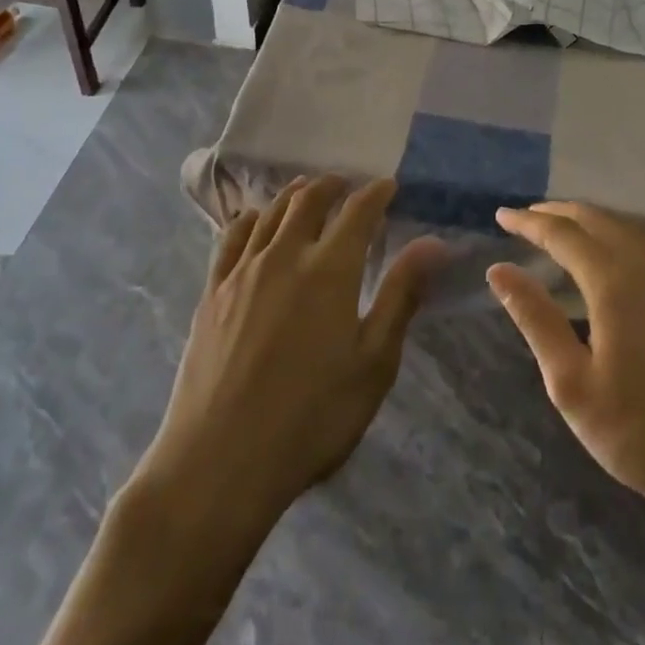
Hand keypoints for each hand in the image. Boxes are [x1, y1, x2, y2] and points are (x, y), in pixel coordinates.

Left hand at [140, 176, 441, 531]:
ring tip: (306, 191)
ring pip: (270, 213)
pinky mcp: (212, 291)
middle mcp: (285, 255)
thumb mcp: (373, 363)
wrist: (220, 461)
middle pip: (309, 200)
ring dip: (293, 195)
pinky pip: (231, 237)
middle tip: (346, 184)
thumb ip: (400, 295)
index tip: (388, 185)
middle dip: (332, 185)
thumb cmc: (311, 418)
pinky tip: (254, 220)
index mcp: (329, 270)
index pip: (357, 212)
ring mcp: (243, 271)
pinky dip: (250, 218)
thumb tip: (433, 243)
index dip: (375, 193)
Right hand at [487, 202, 644, 528]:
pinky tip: (608, 256)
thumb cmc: (642, 432)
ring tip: (559, 231)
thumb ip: (535, 319)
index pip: (562, 233)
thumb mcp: (572, 383)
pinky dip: (615, 236)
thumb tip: (498, 270)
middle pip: (596, 219)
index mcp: (615, 281)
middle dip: (557, 213)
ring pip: (625, 228)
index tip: (500, 216)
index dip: (529, 221)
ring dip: (588, 222)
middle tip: (525, 217)